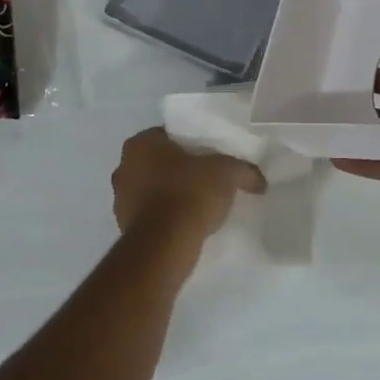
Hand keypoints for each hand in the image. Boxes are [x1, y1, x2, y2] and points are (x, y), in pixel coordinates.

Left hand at [112, 128, 265, 237]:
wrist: (165, 244)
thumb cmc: (190, 194)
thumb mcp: (227, 173)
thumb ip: (244, 170)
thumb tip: (260, 181)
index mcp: (141, 143)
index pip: (169, 135)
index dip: (191, 145)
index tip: (210, 158)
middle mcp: (123, 165)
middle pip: (158, 162)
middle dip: (178, 169)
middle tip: (206, 180)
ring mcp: (119, 197)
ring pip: (150, 188)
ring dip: (169, 194)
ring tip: (197, 205)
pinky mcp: (123, 225)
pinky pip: (149, 214)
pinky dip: (164, 216)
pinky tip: (185, 224)